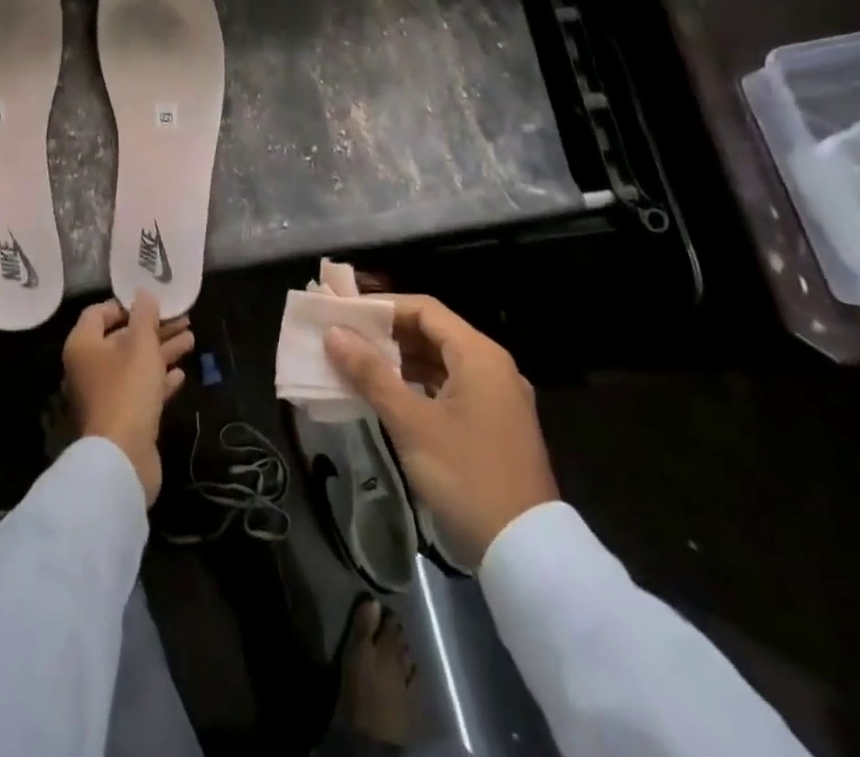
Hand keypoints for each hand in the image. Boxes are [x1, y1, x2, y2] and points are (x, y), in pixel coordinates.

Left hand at [63, 292, 194, 505]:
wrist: (122, 458)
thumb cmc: (127, 390)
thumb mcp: (141, 346)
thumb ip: (144, 317)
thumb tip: (143, 292)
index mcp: (83, 346)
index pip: (98, 313)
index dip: (124, 305)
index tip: (151, 303)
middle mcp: (88, 368)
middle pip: (121, 339)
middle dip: (153, 328)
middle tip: (183, 319)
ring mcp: (104, 395)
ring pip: (134, 364)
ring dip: (162, 351)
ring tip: (191, 340)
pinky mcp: (120, 418)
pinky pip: (140, 390)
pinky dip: (159, 380)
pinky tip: (181, 374)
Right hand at [324, 294, 557, 568]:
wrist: (526, 553)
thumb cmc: (466, 476)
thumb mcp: (411, 423)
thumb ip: (370, 373)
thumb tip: (333, 333)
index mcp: (480, 356)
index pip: (424, 309)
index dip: (382, 306)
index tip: (343, 312)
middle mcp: (493, 367)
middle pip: (433, 332)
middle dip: (387, 332)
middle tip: (344, 336)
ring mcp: (497, 397)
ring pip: (440, 361)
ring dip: (400, 359)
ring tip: (357, 362)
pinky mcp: (494, 424)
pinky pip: (450, 386)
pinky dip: (417, 383)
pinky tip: (388, 394)